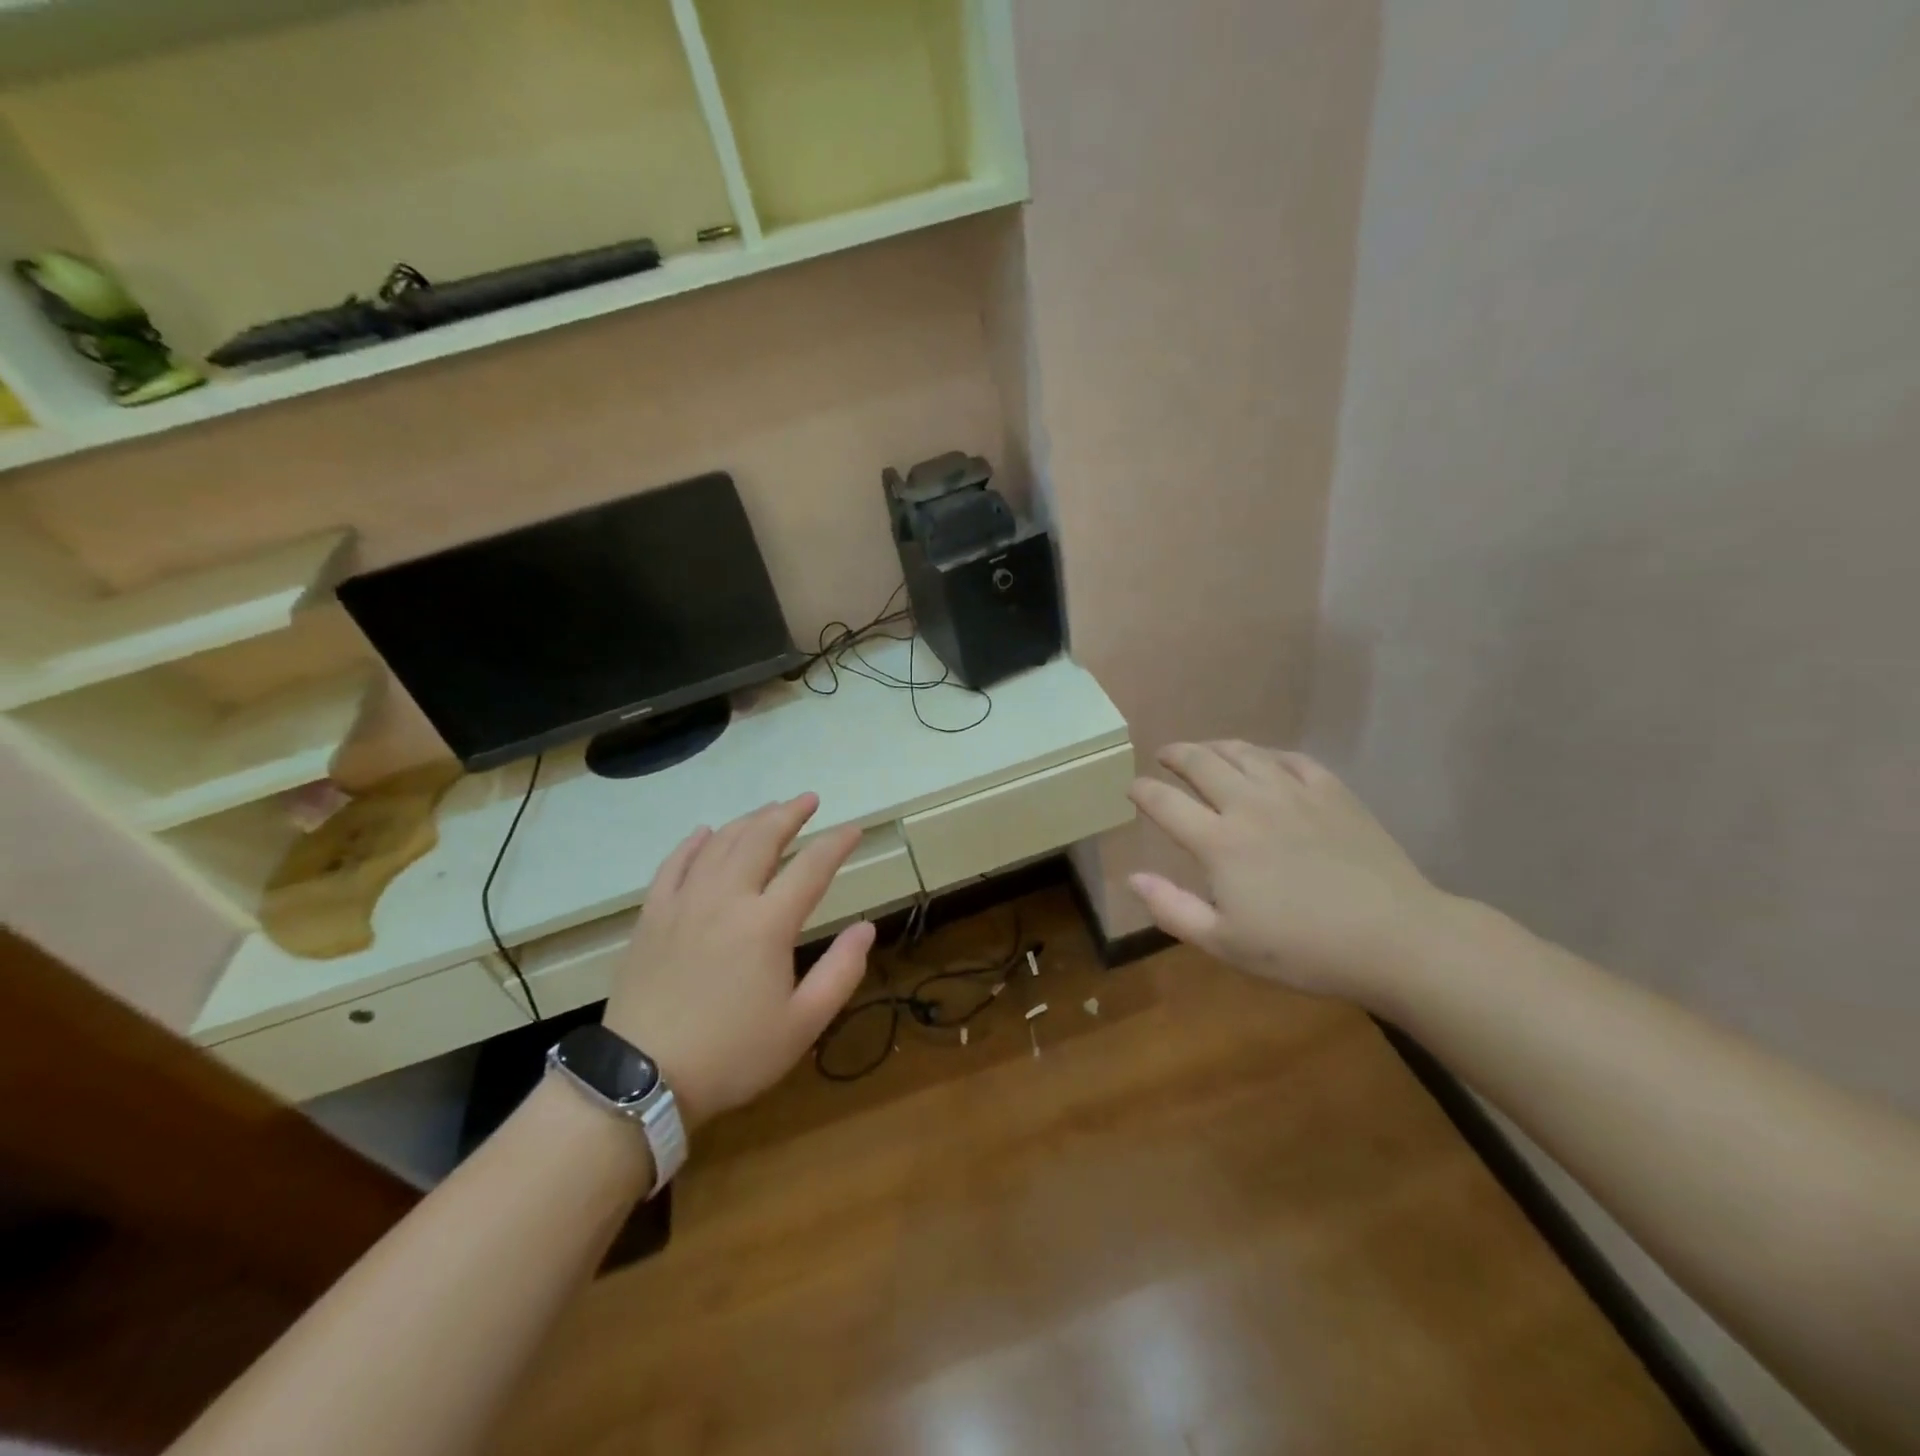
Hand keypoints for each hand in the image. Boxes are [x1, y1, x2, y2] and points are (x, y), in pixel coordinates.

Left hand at [602, 795, 873, 1127]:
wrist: (642, 1079)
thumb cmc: (732, 1055)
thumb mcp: (802, 1024)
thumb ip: (841, 972)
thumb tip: (866, 928)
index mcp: (767, 924)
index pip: (811, 868)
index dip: (836, 844)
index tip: (854, 830)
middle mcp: (726, 899)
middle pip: (760, 839)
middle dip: (789, 814)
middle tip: (808, 800)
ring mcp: (683, 903)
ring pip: (719, 844)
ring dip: (748, 821)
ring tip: (769, 810)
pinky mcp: (651, 916)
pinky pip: (673, 864)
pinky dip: (693, 843)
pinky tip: (704, 832)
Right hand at [1128, 742, 1458, 1005]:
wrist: (1395, 938)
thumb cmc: (1303, 950)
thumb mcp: (1226, 944)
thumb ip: (1173, 909)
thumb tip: (1133, 877)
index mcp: (1219, 842)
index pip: (1165, 803)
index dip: (1142, 791)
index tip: (1132, 788)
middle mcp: (1250, 805)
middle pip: (1201, 763)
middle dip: (1175, 755)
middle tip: (1164, 756)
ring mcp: (1294, 793)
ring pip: (1244, 753)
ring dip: (1215, 747)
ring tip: (1205, 751)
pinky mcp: (1332, 792)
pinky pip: (1291, 759)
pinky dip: (1268, 755)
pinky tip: (1265, 762)